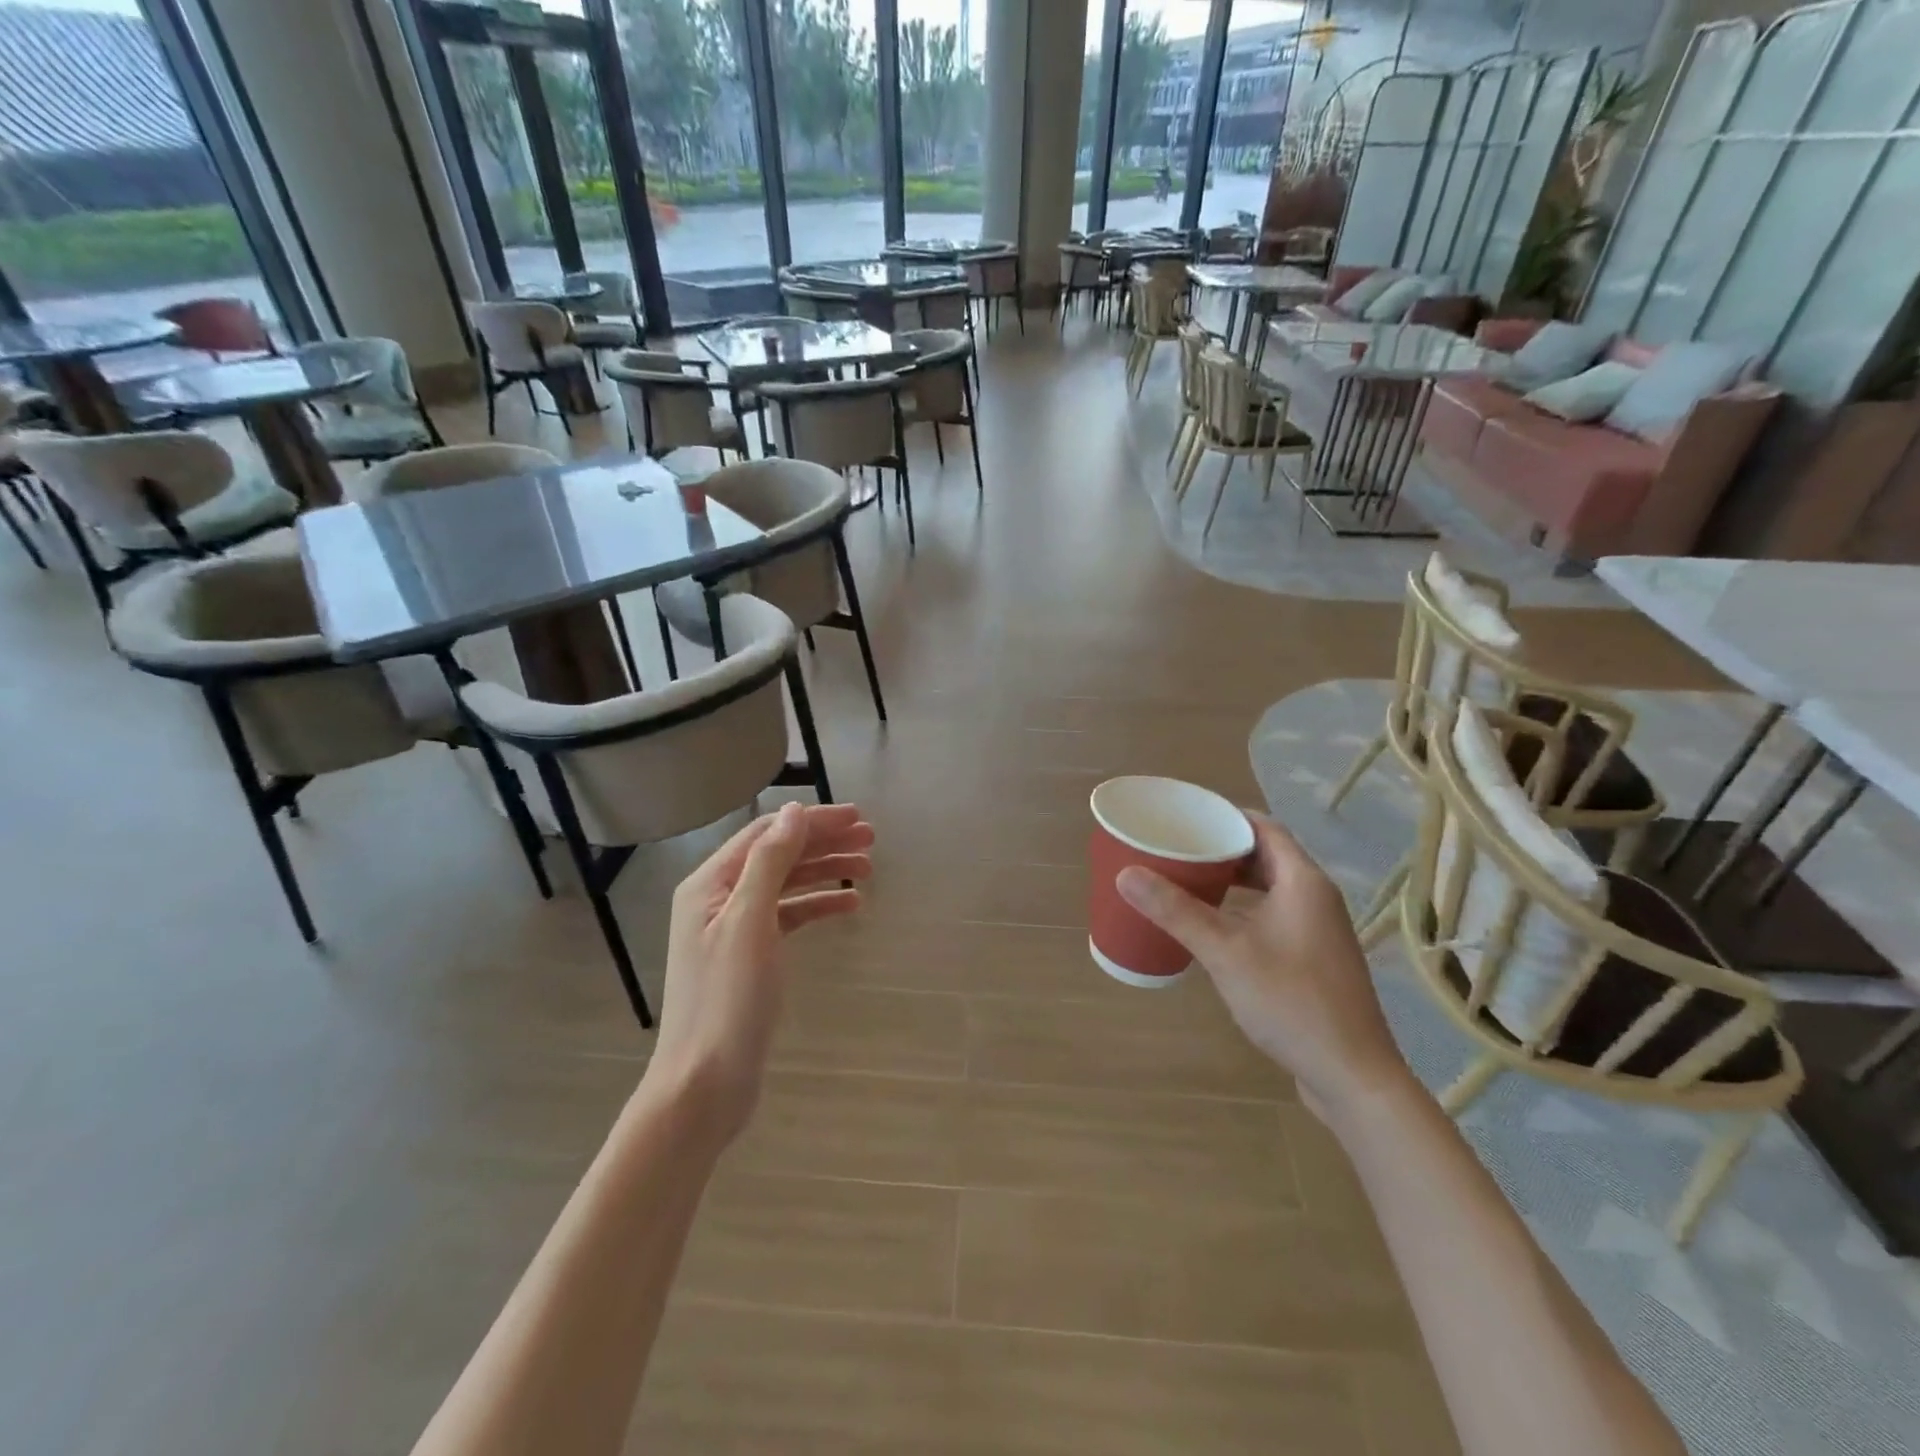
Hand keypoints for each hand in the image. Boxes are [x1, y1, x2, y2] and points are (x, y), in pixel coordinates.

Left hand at [646, 802, 873, 1141]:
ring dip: (825, 871)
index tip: (857, 817)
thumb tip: (793, 812)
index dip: (812, 821)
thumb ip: (770, 862)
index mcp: (710, 884)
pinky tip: (850, 904)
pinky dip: (818, 906)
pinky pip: (788, 916)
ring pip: (786, 884)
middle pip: (778, 855)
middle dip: (824, 843)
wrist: (705, 1084)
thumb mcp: (749, 922)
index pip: (767, 834)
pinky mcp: (751, 957)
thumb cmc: (726, 999)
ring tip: (869, 868)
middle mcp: (718, 899)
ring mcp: (734, 929)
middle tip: (872, 839)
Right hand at [1116, 814, 1411, 1119]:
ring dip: (1232, 880)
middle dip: (1222, 848)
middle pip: (1266, 855)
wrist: (1352, 1076)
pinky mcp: (1314, 959)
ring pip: (1270, 888)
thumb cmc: (1291, 1001)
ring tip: (1188, 880)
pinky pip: (1274, 915)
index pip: (1263, 827)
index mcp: (1303, 882)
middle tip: (1177, 848)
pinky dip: (1243, 909)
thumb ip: (1176, 910)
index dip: (1225, 816)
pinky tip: (1214, 927)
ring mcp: (1319, 931)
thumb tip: (1126, 874)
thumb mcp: (1224, 952)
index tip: (1185, 817)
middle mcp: (1316, 898)